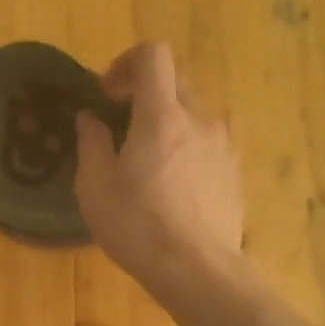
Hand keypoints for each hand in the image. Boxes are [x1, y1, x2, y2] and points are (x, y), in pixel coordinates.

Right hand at [75, 42, 245, 293]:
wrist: (198, 270)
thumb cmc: (138, 227)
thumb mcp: (95, 187)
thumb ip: (91, 142)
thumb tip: (90, 118)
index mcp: (161, 116)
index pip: (153, 54)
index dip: (126, 62)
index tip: (108, 95)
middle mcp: (199, 119)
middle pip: (175, 79)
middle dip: (145, 91)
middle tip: (121, 125)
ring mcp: (223, 144)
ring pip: (194, 111)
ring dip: (168, 119)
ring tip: (148, 160)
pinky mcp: (234, 170)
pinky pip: (208, 140)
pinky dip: (187, 144)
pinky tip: (173, 184)